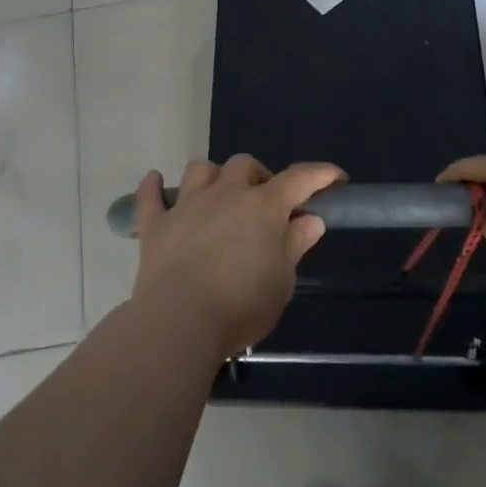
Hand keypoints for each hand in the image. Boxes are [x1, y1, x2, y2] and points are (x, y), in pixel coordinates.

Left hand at [130, 156, 344, 354]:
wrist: (180, 321)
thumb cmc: (241, 304)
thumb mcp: (282, 281)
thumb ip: (294, 244)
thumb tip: (310, 219)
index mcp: (263, 207)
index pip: (299, 179)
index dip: (320, 174)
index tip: (335, 177)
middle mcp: (225, 195)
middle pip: (244, 165)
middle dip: (259, 177)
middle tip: (266, 204)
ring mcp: (187, 206)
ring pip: (201, 170)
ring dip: (214, 176)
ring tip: (219, 195)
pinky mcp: (155, 225)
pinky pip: (150, 196)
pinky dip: (153, 186)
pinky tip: (155, 181)